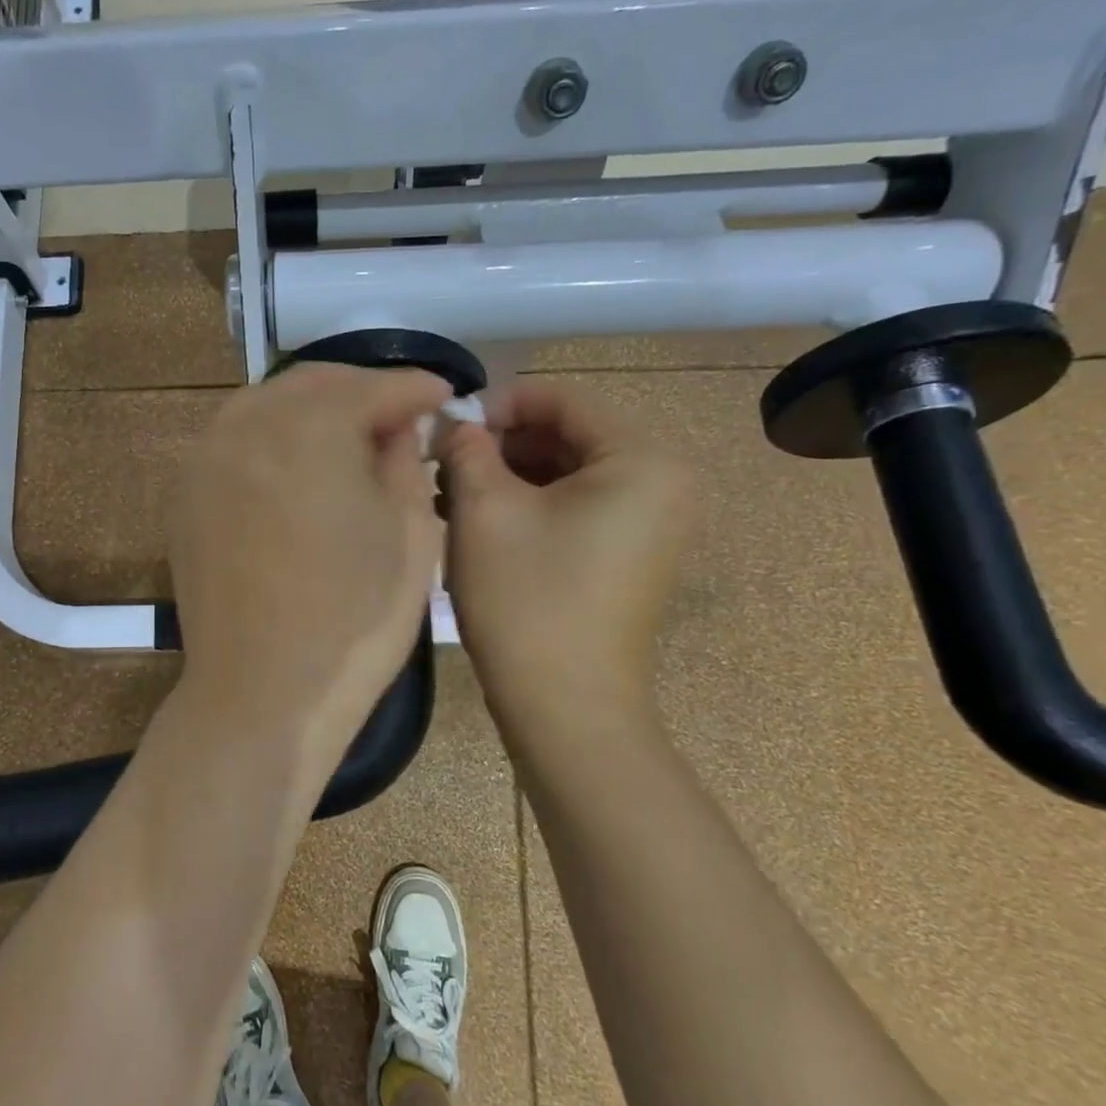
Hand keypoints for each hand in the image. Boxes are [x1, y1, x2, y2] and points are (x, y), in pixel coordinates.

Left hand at [167, 364, 448, 774]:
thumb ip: (406, 461)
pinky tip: (297, 468)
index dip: (415, 388)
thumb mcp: (411, 534)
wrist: (262, 694)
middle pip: (313, 383)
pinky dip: (272, 438)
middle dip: (362, 391)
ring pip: (266, 404)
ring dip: (313, 410)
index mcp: (310, 427)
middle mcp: (247, 425)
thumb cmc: (353, 621)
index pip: (374, 387)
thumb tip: (396, 429)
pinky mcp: (186, 494)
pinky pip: (235, 441)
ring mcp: (206, 458)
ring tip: (350, 439)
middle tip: (399, 417)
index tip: (444, 395)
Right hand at [442, 381, 692, 731]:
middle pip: (566, 433)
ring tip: (450, 494)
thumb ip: (467, 449)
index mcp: (641, 459)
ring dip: (507, 474)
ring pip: (567, 471)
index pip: (561, 398)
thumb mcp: (484, 511)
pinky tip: (479, 520)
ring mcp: (651, 520)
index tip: (445, 427)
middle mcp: (662, 480)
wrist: (565, 708)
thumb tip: (456, 424)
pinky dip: (529, 503)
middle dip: (500, 442)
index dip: (497, 403)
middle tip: (442, 463)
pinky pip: (577, 504)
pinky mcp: (631, 552)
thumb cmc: (527, 600)